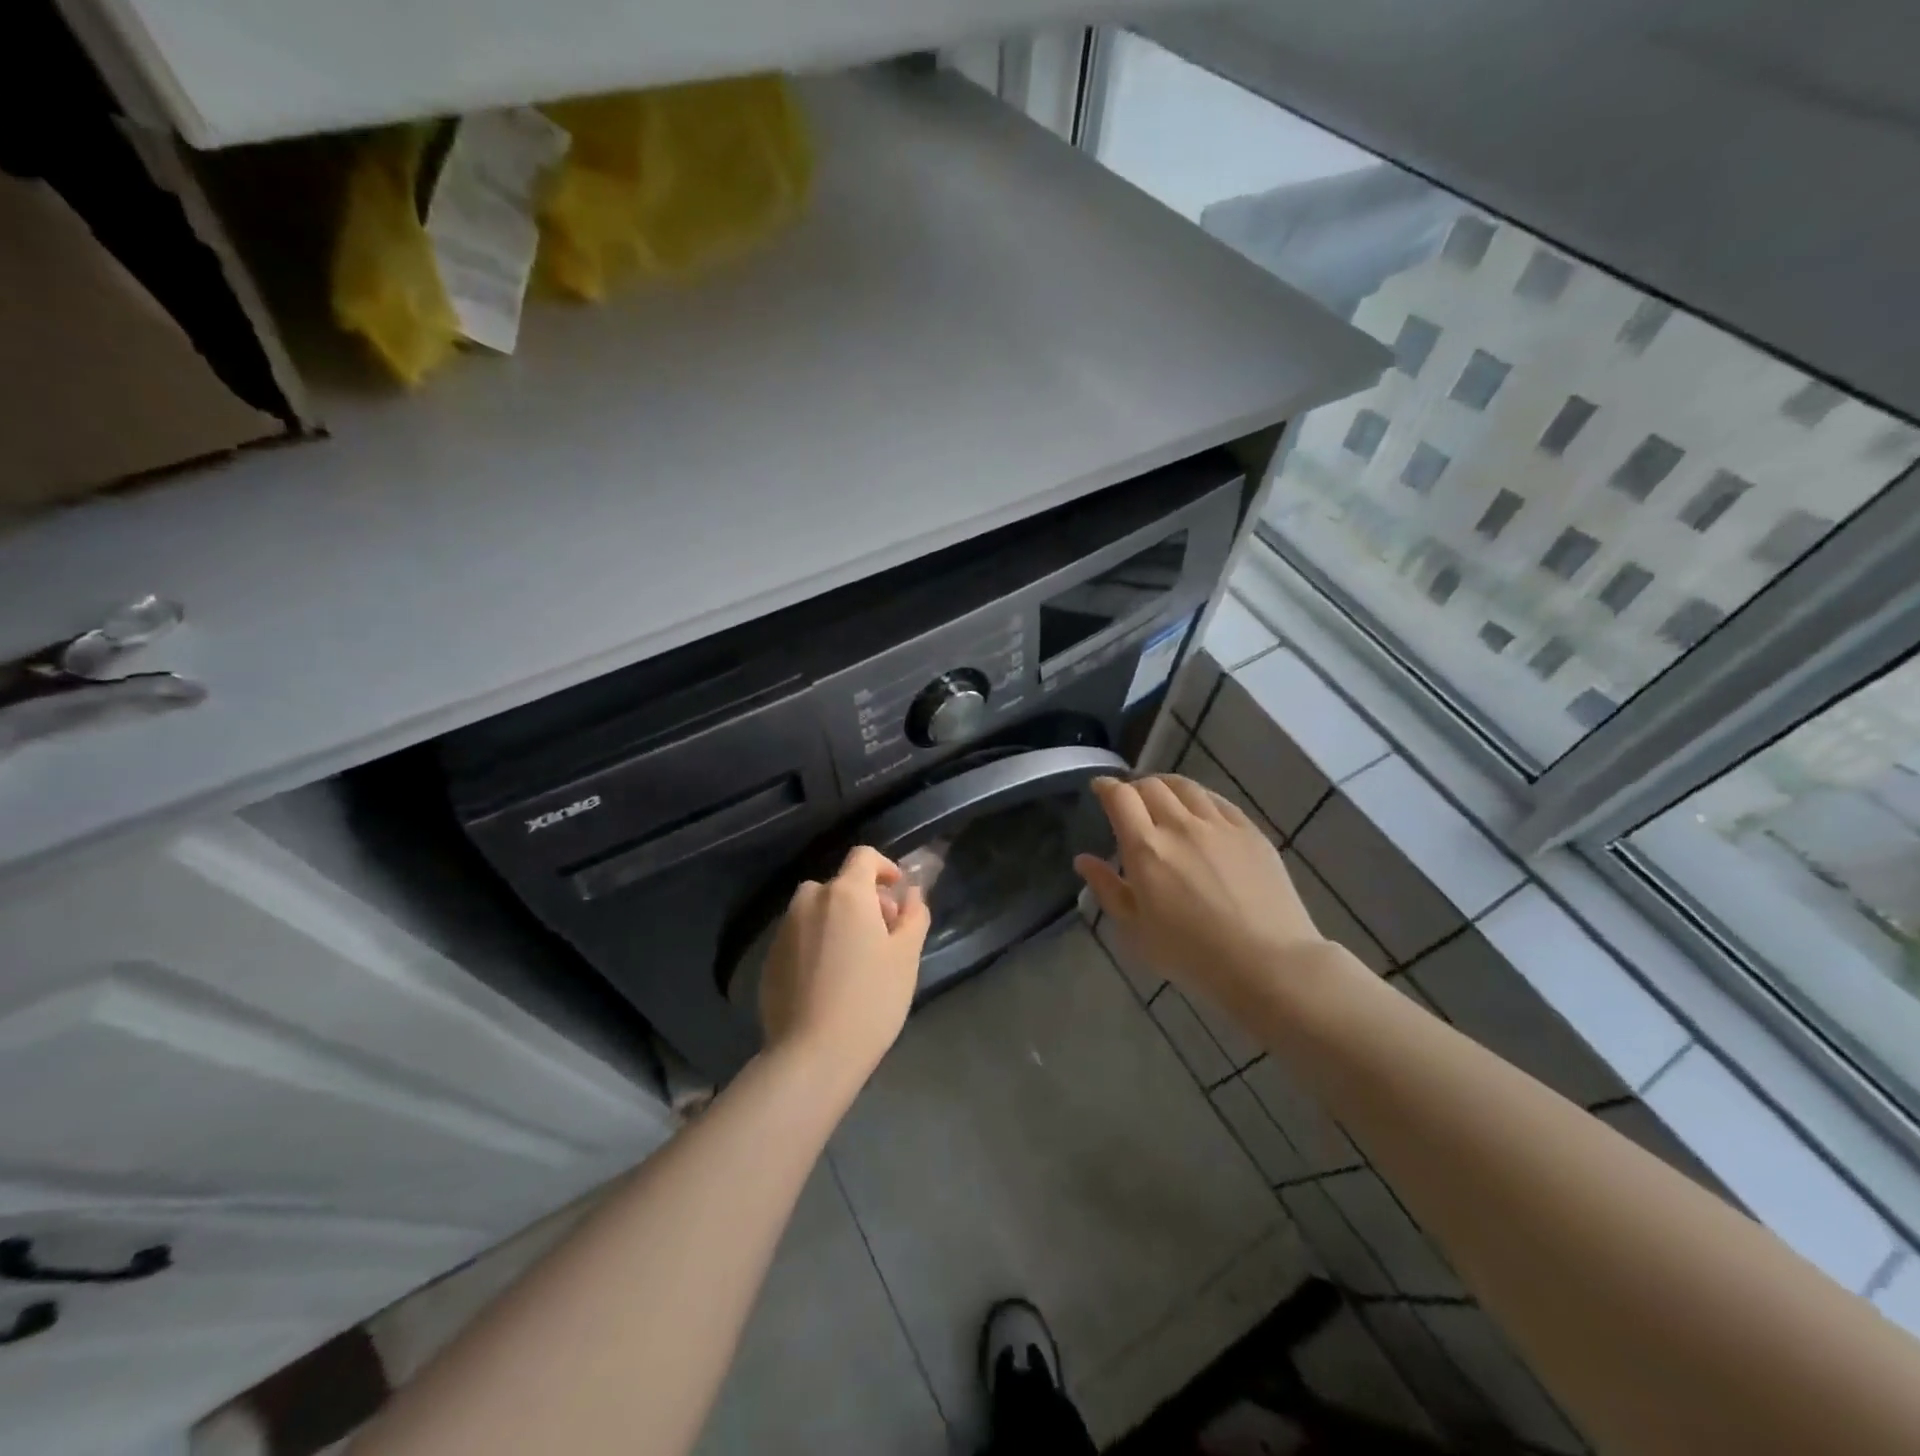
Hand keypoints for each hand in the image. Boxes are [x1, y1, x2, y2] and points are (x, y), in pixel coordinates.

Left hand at [760, 846, 930, 1087]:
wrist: (813, 1054)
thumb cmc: (871, 999)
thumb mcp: (906, 956)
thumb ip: (913, 915)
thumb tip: (911, 893)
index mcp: (845, 893)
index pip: (864, 857)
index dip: (885, 868)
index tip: (897, 894)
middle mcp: (809, 901)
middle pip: (839, 885)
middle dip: (863, 900)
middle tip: (883, 936)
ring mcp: (784, 930)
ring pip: (815, 911)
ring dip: (836, 920)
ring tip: (854, 959)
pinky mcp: (769, 960)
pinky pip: (798, 937)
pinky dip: (815, 944)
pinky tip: (828, 981)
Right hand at [1075, 775, 1324, 1012]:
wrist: (1268, 963)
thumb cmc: (1192, 954)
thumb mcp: (1136, 930)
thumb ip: (1107, 889)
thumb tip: (1083, 860)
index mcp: (1146, 848)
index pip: (1120, 798)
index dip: (1106, 787)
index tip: (1100, 788)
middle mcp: (1180, 825)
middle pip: (1151, 786)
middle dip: (1133, 787)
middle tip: (1129, 801)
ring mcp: (1219, 825)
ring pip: (1185, 786)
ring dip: (1165, 785)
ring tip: (1161, 796)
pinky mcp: (1250, 831)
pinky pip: (1217, 800)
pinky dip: (1198, 797)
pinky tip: (1198, 809)